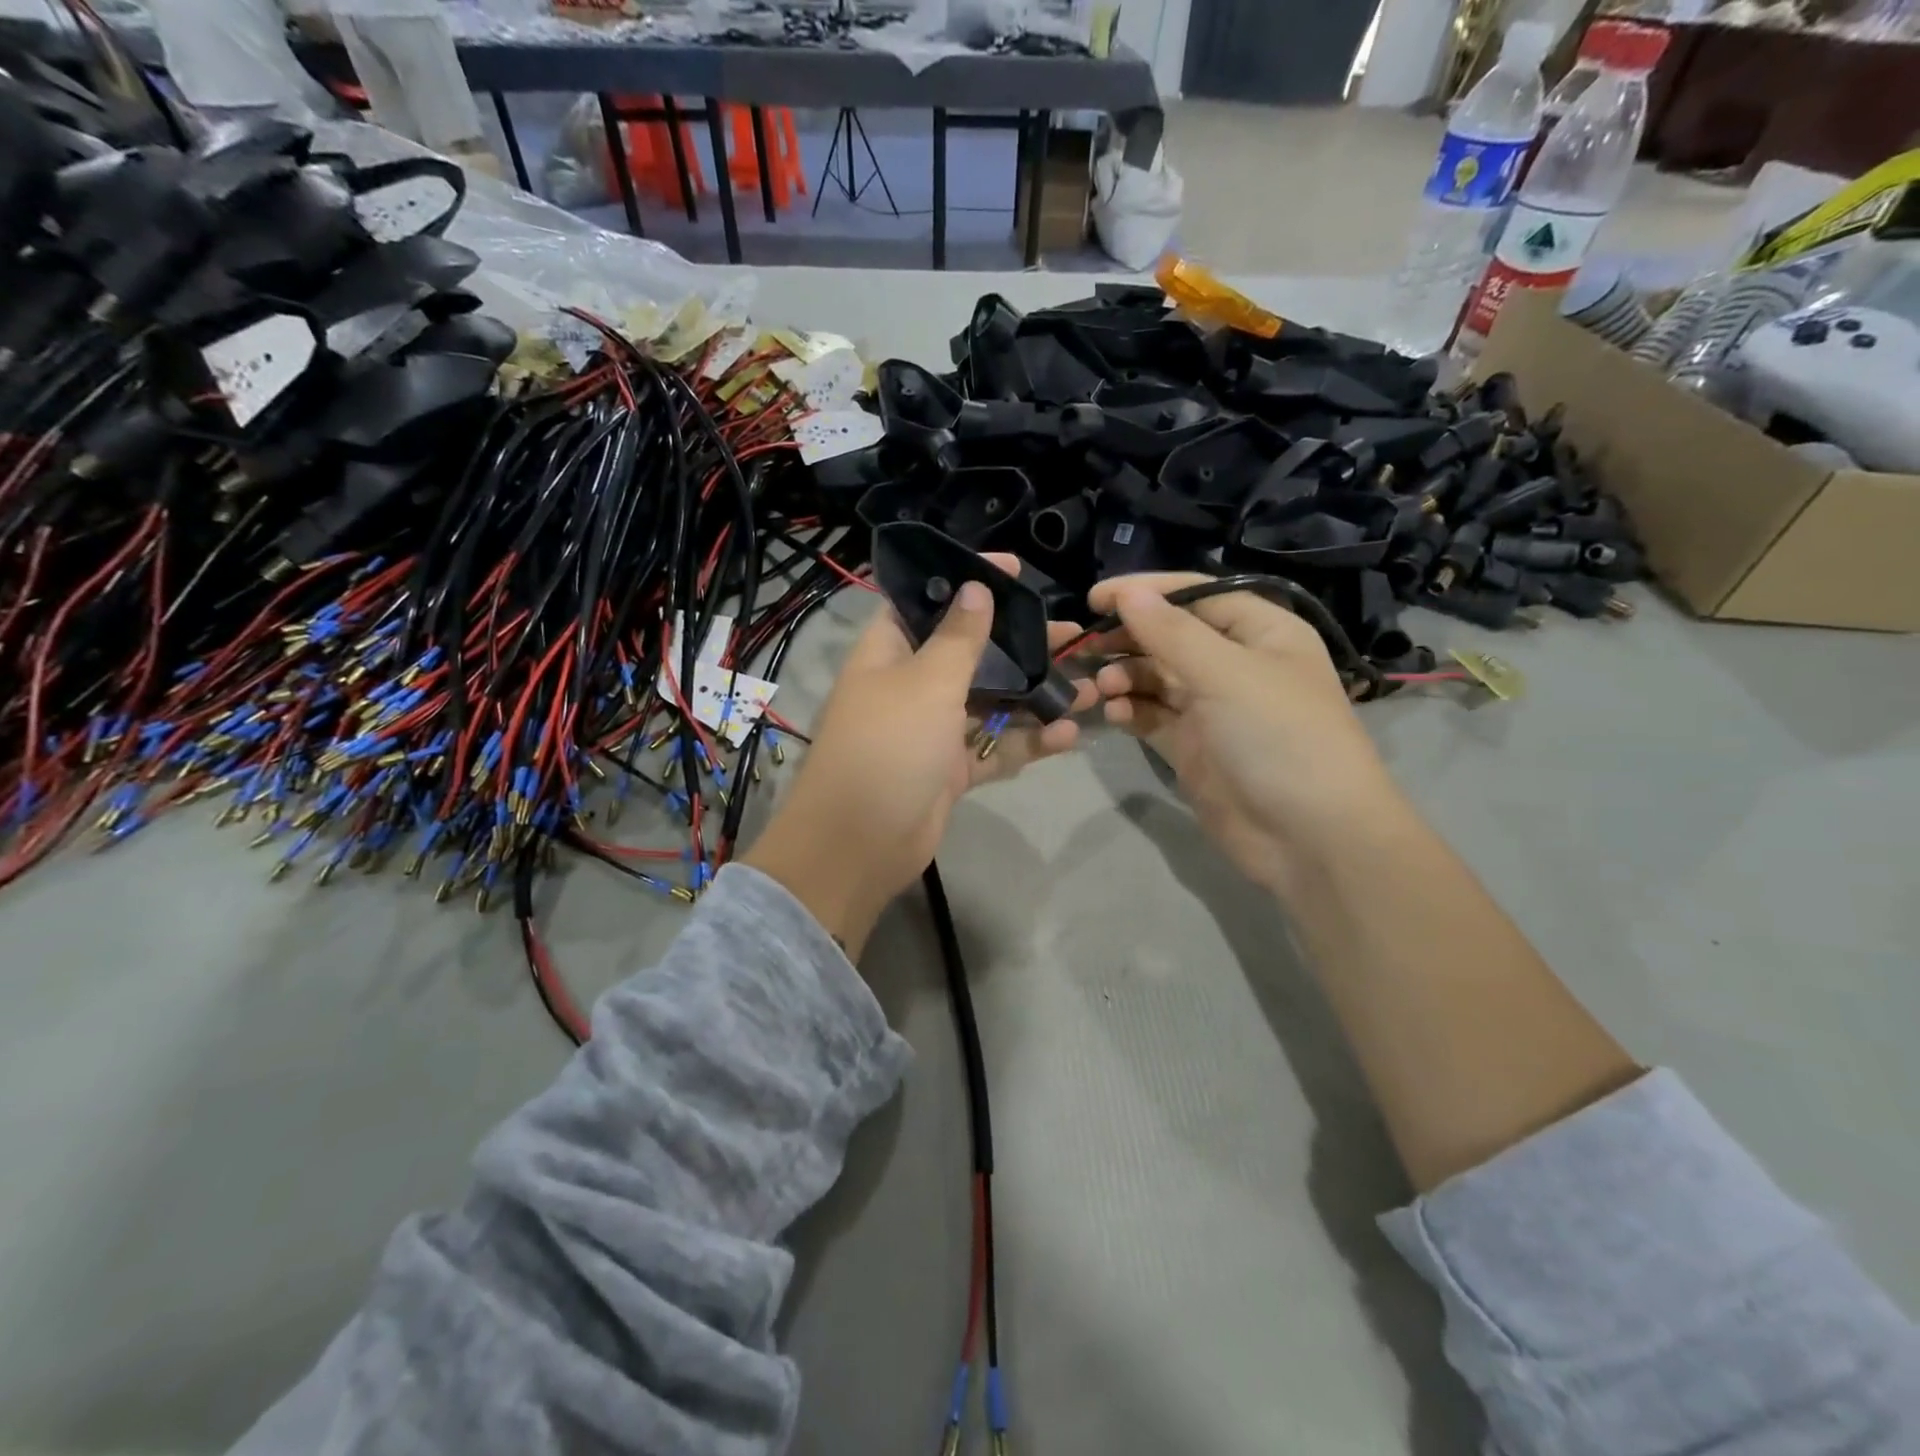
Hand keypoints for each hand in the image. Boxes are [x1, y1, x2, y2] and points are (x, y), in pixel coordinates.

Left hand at [746, 564, 1093, 959]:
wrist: (861, 842)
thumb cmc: (889, 745)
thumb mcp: (926, 681)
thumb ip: (958, 637)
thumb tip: (975, 589)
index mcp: (889, 652)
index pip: (927, 602)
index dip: (966, 582)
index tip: (1015, 569)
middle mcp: (910, 685)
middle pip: (971, 653)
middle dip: (1020, 643)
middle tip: (1071, 632)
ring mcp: (931, 730)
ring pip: (990, 703)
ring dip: (1035, 697)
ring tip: (1087, 688)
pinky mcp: (950, 770)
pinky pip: (994, 748)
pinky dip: (1027, 742)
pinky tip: (1068, 735)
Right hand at [1085, 573, 1405, 900]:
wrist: (1309, 837)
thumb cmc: (1279, 736)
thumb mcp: (1226, 673)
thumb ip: (1171, 632)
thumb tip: (1129, 592)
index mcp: (1262, 632)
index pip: (1197, 595)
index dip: (1147, 592)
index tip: (1095, 598)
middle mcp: (1237, 664)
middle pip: (1171, 636)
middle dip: (1130, 639)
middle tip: (1086, 648)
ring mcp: (1214, 708)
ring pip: (1157, 678)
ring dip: (1125, 676)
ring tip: (1099, 687)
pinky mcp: (1193, 747)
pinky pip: (1153, 717)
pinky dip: (1131, 711)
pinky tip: (1112, 713)